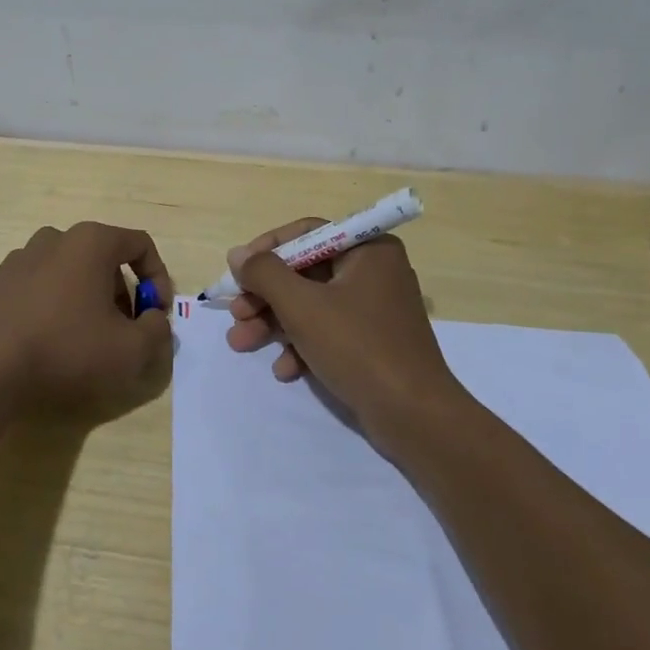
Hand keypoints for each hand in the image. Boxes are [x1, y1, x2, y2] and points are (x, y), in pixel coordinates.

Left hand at [0, 221, 173, 417]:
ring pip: (68, 272)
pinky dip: (52, 306)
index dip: (158, 278)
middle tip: (124, 331)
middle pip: (103, 258)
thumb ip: (157, 331)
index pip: (140, 245)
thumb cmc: (66, 349)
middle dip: (122, 293)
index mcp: (91, 242)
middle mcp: (54, 239)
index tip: (156, 314)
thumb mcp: (130, 350)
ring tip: (86, 338)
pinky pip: (37, 288)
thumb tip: (153, 320)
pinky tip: (48, 341)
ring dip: (87, 298)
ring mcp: (19, 259)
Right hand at [225, 218, 460, 438]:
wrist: (414, 416)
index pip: (308, 233)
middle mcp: (374, 272)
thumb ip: (265, 274)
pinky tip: (284, 370)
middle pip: (305, 272)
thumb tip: (237, 254)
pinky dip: (301, 346)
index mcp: (368, 250)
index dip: (267, 249)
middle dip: (265, 296)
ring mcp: (374, 310)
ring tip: (241, 344)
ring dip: (274, 323)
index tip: (238, 271)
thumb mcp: (302, 306)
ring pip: (311, 304)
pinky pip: (328, 332)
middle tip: (235, 314)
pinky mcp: (371, 343)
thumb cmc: (358, 347)